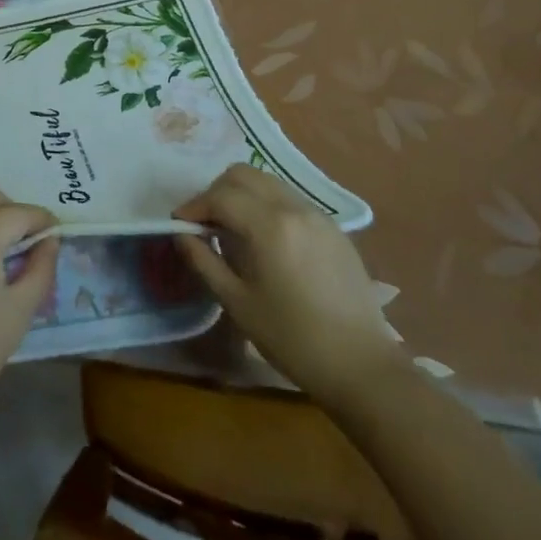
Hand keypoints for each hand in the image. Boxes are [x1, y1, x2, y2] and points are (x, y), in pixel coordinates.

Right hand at [175, 163, 401, 403]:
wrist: (361, 365)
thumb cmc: (292, 339)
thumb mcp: (237, 303)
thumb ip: (204, 261)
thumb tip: (181, 234)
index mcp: (269, 226)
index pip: (220, 196)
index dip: (194, 206)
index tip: (179, 224)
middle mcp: (293, 208)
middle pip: (243, 174)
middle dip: (216, 191)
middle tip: (205, 222)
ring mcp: (318, 214)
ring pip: (268, 182)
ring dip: (243, 194)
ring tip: (233, 228)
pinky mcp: (334, 227)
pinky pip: (290, 199)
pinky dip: (268, 205)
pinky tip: (266, 239)